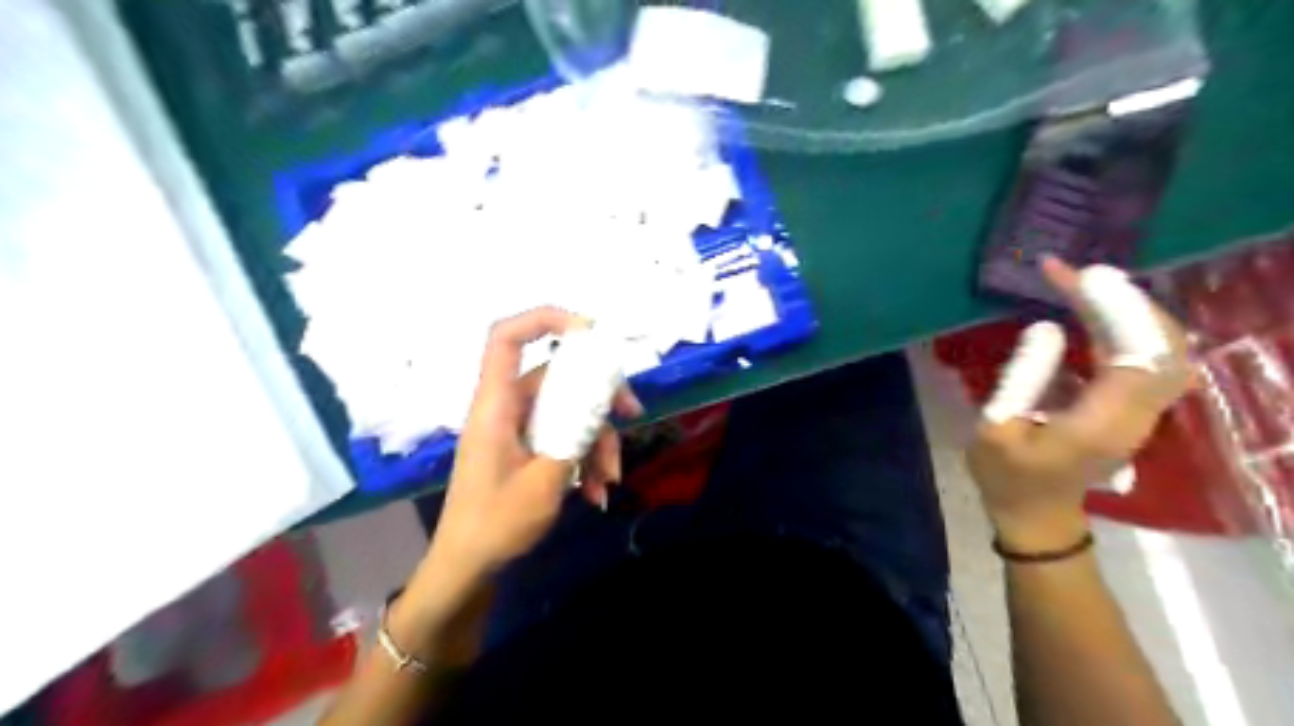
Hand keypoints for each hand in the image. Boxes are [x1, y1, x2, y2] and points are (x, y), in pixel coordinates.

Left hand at [428, 310, 643, 581]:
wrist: (468, 567)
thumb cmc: (494, 525)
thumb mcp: (545, 482)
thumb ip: (574, 436)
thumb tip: (601, 401)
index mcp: (496, 405)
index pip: (506, 339)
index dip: (544, 319)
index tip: (590, 332)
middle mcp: (507, 408)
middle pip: (558, 377)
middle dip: (599, 395)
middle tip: (632, 413)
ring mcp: (519, 429)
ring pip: (569, 411)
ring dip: (597, 440)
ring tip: (611, 478)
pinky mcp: (528, 448)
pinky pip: (564, 437)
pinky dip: (585, 458)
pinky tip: (598, 491)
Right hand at [964, 259, 1198, 545]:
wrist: (1035, 512)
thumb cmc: (1007, 474)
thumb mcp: (995, 428)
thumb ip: (1021, 378)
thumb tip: (1048, 328)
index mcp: (1103, 423)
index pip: (1136, 355)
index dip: (1117, 310)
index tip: (1079, 277)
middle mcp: (1137, 414)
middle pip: (1164, 346)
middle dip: (1126, 302)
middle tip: (1079, 273)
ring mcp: (1141, 412)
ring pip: (1162, 349)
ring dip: (1130, 310)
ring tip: (1085, 282)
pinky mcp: (1132, 407)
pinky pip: (1146, 357)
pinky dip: (1126, 326)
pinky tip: (1094, 309)